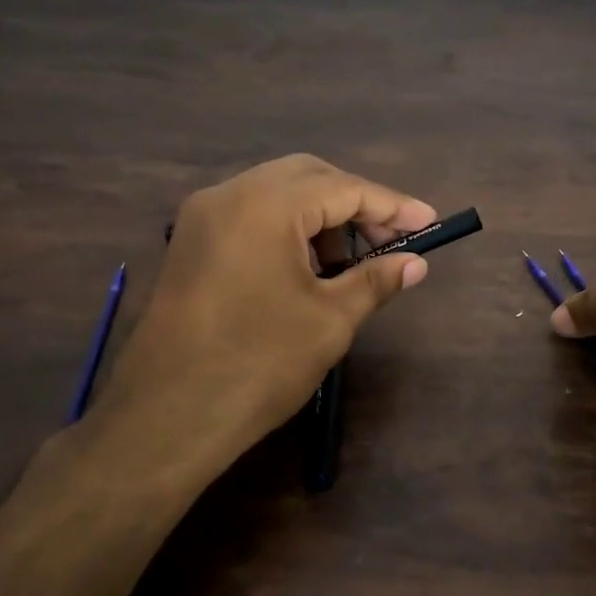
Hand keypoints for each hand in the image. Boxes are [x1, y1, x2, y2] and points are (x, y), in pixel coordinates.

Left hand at [90, 155, 436, 470]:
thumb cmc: (258, 366)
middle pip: (308, 177)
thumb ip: (375, 280)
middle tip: (390, 241)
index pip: (344, 188)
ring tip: (350, 262)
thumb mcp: (329, 321)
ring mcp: (202, 217)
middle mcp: (228, 194)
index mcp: (265, 205)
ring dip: (320, 216)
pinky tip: (307, 267)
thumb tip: (415, 263)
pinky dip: (287, 229)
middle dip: (355, 204)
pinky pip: (250, 215)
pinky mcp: (190, 243)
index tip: (429, 223)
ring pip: (276, 193)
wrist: (166, 418)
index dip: (392, 206)